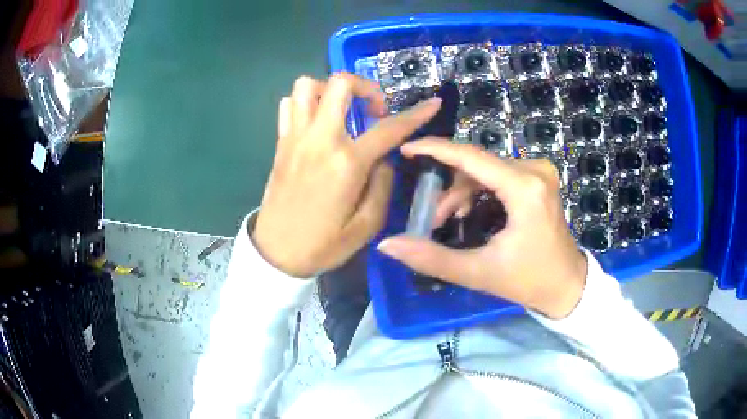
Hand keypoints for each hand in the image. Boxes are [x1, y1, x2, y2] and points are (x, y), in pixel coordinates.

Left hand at [253, 73, 441, 276]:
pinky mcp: (280, 143)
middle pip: (340, 84)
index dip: (415, 114)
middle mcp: (320, 140)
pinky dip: (305, 103)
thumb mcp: (366, 226)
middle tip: (374, 111)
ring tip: (342, 110)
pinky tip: (317, 122)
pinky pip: (288, 105)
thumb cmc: (322, 245)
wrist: (276, 253)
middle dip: (365, 86)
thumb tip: (383, 160)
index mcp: (346, 163)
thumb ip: (382, 186)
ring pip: (306, 85)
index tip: (432, 103)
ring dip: (330, 89)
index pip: (388, 128)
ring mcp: (296, 138)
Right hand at [377, 139, 587, 318]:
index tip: (406, 149)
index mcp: (524, 188)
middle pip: (476, 164)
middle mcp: (534, 170)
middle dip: (448, 188)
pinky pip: (498, 173)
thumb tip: (387, 245)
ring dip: (462, 190)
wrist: (567, 285)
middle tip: (433, 217)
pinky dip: (478, 189)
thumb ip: (431, 258)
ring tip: (449, 219)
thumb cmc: (529, 280)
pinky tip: (469, 211)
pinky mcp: (538, 179)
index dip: (434, 149)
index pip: (471, 157)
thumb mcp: (479, 272)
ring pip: (485, 169)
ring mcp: (539, 172)